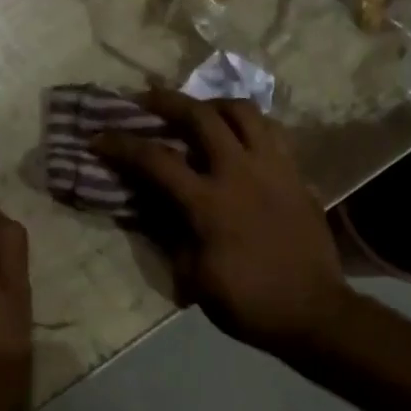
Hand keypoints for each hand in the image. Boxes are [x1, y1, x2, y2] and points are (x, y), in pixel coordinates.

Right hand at [93, 91, 349, 355]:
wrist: (312, 312)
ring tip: (200, 111)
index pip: (156, 160)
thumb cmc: (247, 302)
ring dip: (214, 104)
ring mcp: (274, 168)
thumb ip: (170, 234)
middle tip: (146, 98)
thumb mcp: (193, 277)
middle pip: (201, 116)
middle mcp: (241, 173)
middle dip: (167, 101)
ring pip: (244, 112)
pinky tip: (240, 137)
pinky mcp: (297, 174)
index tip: (99, 137)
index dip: (122, 144)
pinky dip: (250, 125)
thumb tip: (154, 207)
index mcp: (209, 203)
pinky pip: (273, 132)